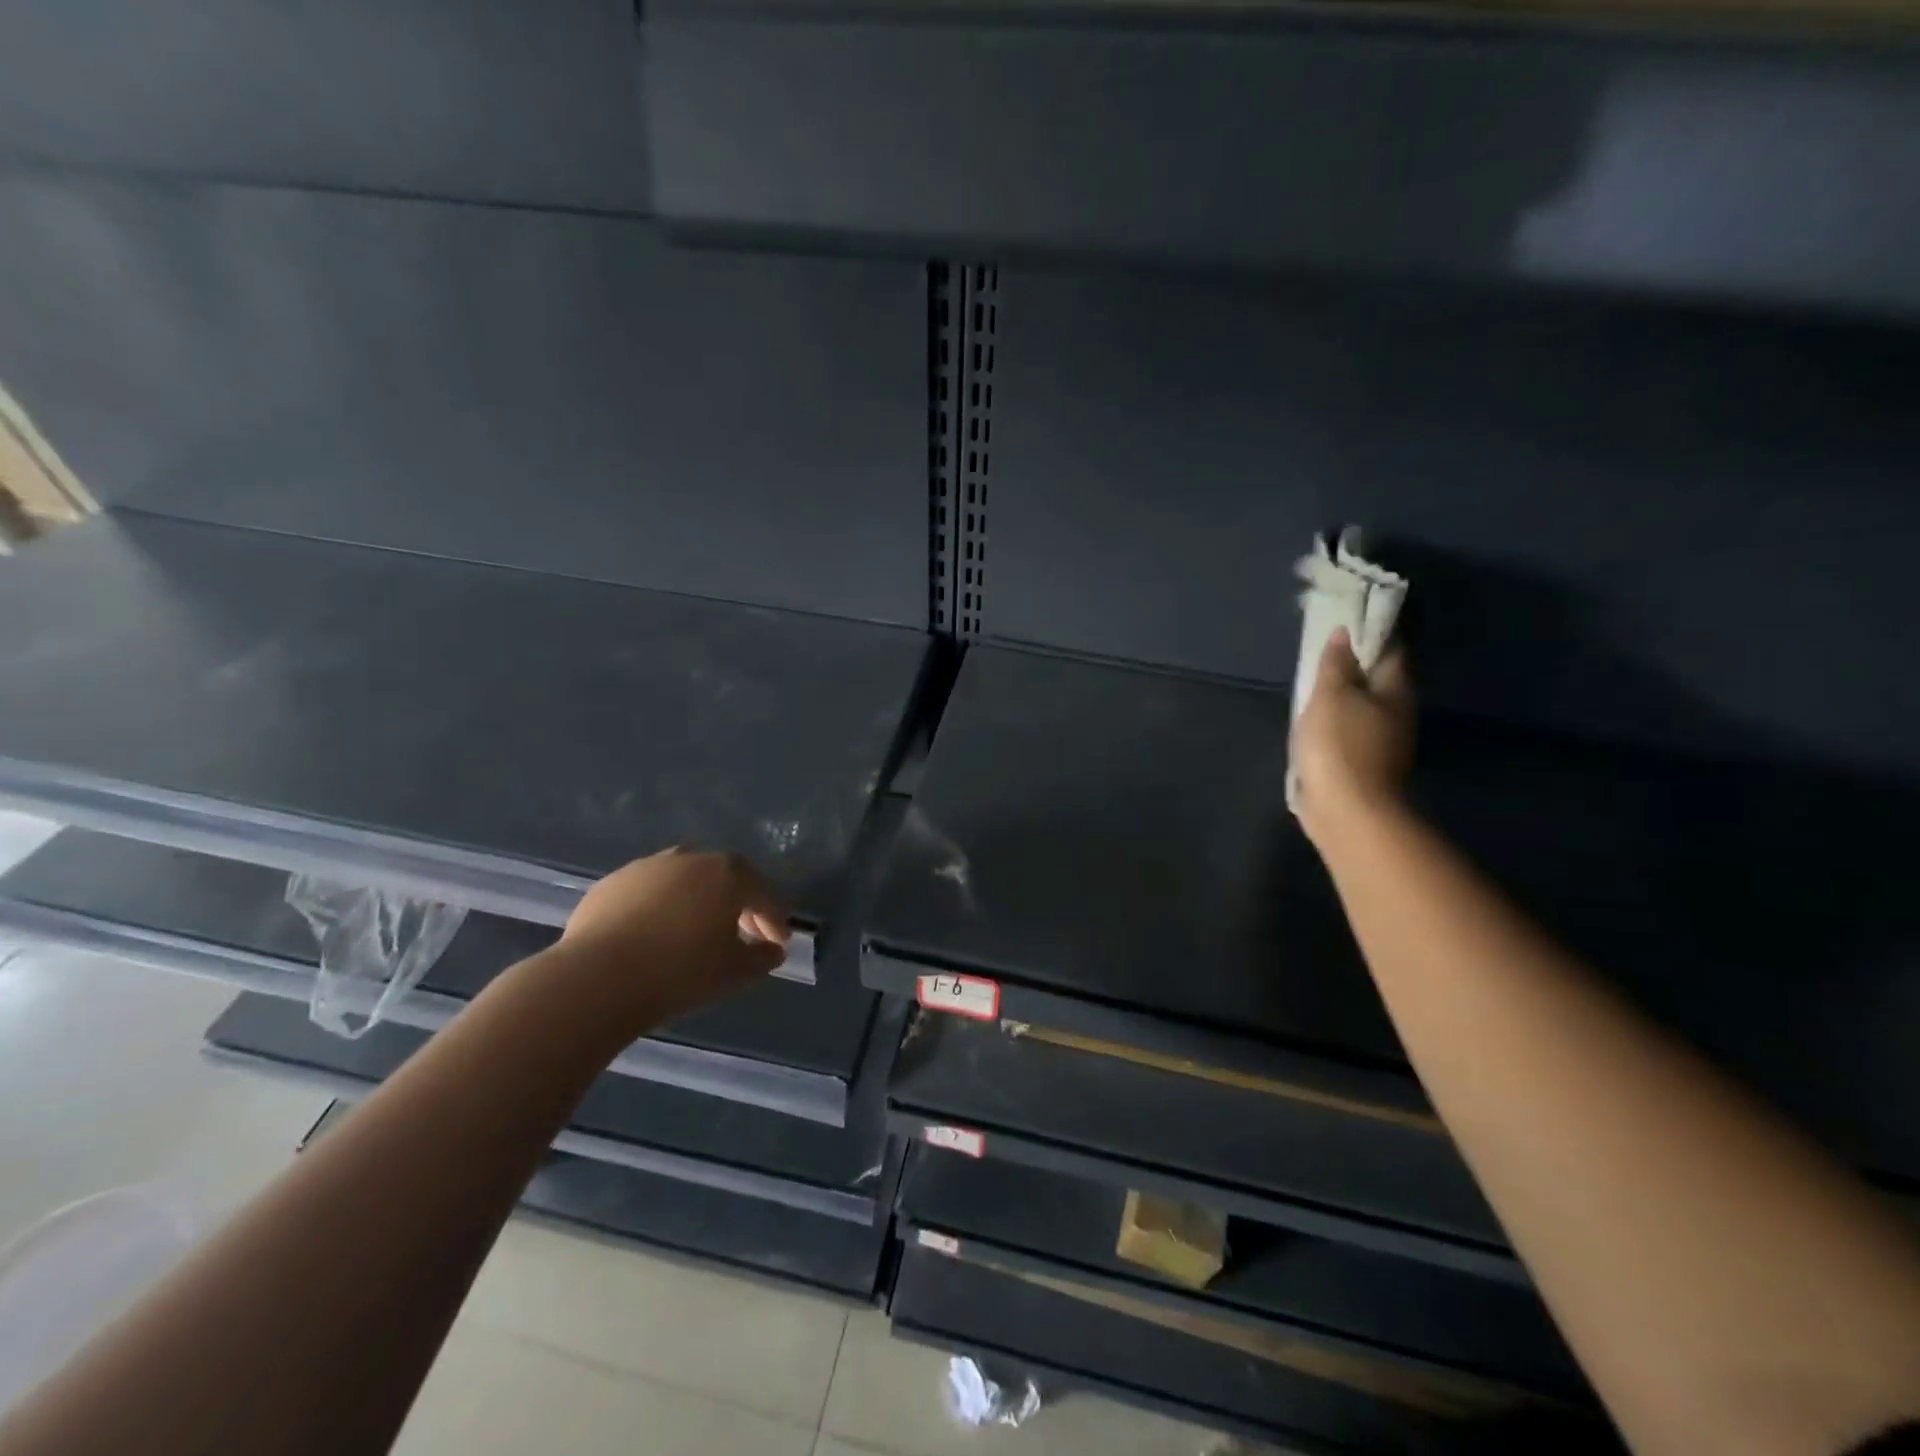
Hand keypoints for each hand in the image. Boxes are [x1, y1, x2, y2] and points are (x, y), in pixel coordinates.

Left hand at [556, 848, 790, 1025]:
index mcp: (728, 874)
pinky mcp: (611, 884)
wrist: (597, 979)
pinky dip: (660, 908)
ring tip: (695, 934)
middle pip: (725, 878)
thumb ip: (762, 958)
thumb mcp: (735, 973)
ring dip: (697, 902)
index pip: (763, 894)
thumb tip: (772, 949)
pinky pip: (648, 893)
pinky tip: (654, 935)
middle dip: (738, 905)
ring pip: (684, 880)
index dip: (775, 919)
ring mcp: (647, 868)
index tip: (779, 942)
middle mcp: (690, 859)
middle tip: (743, 936)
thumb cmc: (680, 973)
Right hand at [1291, 628, 1414, 848]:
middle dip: (1356, 666)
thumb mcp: (1330, 695)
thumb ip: (1336, 664)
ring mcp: (1383, 742)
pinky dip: (1337, 724)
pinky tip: (1317, 724)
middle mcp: (1398, 712)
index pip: (1390, 648)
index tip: (1346, 621)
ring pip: (1364, 707)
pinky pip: (1350, 733)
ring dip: (1345, 697)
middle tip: (1324, 654)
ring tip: (1315, 688)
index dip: (1370, 632)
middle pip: (1379, 679)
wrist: (1348, 812)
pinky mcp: (1364, 765)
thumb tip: (1344, 634)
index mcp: (1395, 689)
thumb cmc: (1339, 745)